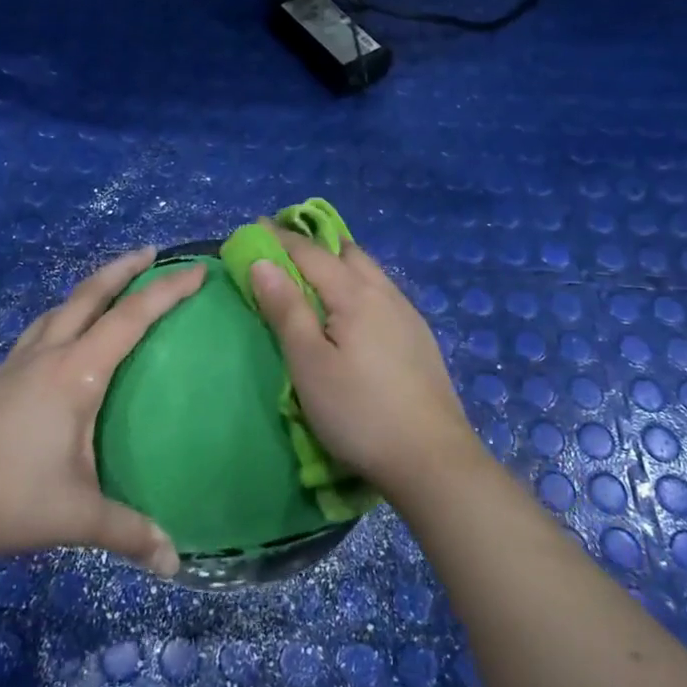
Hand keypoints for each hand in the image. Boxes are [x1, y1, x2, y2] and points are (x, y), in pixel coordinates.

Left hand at [0, 247, 204, 574]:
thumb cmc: (5, 494)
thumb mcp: (75, 515)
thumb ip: (127, 532)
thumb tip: (174, 562)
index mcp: (74, 373)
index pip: (130, 319)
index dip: (166, 291)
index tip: (195, 270)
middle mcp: (46, 356)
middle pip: (88, 295)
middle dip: (123, 269)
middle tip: (151, 252)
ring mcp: (15, 365)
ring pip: (58, 310)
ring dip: (88, 290)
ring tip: (108, 288)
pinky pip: (39, 332)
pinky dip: (62, 318)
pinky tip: (60, 341)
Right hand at [245, 227, 480, 507]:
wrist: (432, 460)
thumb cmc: (358, 412)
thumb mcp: (309, 363)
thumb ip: (286, 309)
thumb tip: (262, 262)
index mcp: (355, 294)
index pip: (310, 253)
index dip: (279, 239)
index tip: (254, 226)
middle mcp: (385, 293)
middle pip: (347, 252)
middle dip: (313, 243)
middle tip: (283, 248)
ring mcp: (408, 315)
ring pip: (369, 271)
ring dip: (339, 262)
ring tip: (315, 273)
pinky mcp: (419, 338)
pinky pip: (383, 293)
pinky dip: (358, 284)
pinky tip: (354, 308)